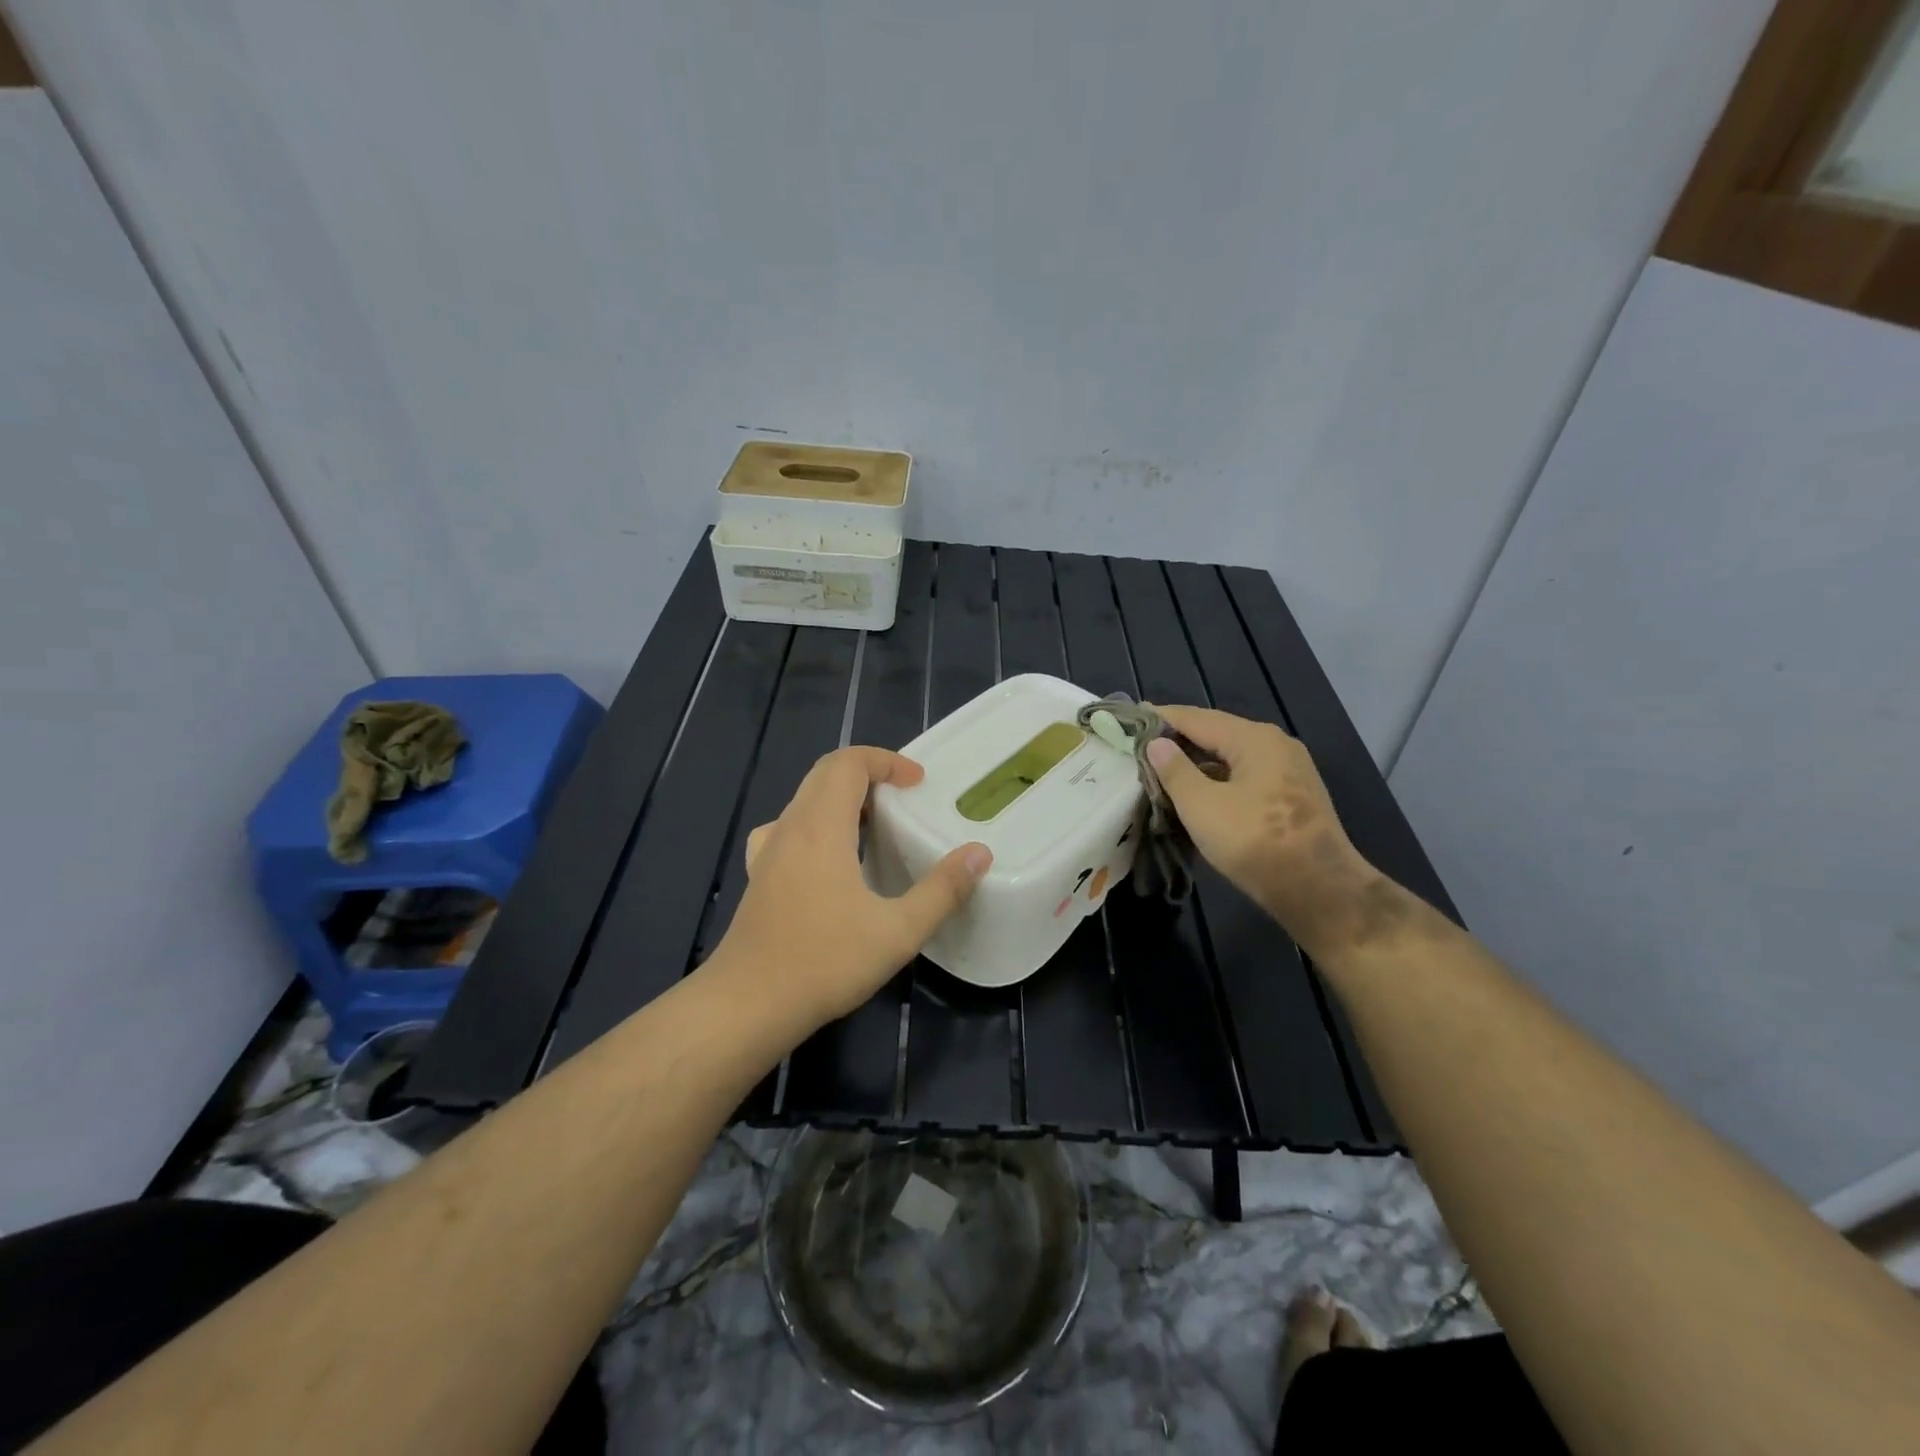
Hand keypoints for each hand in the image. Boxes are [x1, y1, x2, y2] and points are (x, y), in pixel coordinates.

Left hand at [715, 747, 991, 1026]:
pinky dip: (818, 824)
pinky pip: (790, 829)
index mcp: (821, 827)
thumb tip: (979, 854)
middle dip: (867, 774)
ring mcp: (769, 852)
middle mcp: (790, 828)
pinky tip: (832, 860)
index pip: (847, 762)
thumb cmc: (824, 962)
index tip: (917, 782)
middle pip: (824, 773)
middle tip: (903, 798)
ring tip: (875, 826)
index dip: (885, 761)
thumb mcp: (897, 931)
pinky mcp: (760, 877)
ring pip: (805, 800)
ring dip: (842, 798)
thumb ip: (942, 891)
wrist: (747, 1005)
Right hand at [1145, 706, 1393, 955]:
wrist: (1320, 890)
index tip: (1131, 717)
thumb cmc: (1255, 842)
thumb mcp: (1202, 806)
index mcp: (1254, 739)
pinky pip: (1245, 774)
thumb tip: (1157, 743)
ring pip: (1232, 756)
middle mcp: (1275, 745)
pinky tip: (1198, 791)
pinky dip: (1217, 777)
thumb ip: (1175, 771)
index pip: (1197, 718)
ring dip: (1197, 760)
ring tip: (1162, 767)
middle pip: (1217, 732)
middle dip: (1179, 738)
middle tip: (1141, 743)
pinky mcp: (1292, 796)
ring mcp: (1289, 770)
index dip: (1161, 717)